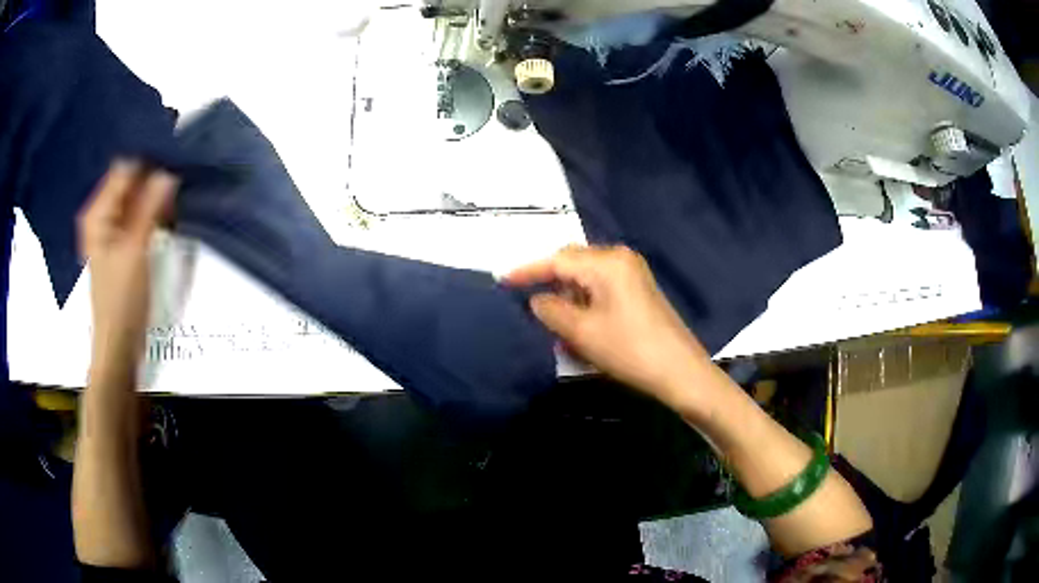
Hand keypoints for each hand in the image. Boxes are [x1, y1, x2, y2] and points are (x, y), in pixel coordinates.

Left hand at [78, 161, 176, 371]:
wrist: (118, 343)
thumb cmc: (122, 299)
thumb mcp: (135, 250)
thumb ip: (150, 208)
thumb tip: (168, 173)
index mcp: (97, 213)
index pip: (125, 169)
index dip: (148, 166)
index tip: (172, 169)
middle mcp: (101, 215)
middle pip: (130, 184)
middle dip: (152, 183)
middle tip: (175, 189)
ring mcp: (110, 231)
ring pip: (135, 201)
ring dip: (153, 200)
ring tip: (172, 206)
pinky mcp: (120, 244)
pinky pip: (137, 217)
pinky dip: (150, 215)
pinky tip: (164, 220)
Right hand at [503, 245, 710, 405]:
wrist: (680, 371)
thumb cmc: (628, 349)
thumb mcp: (581, 331)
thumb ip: (551, 310)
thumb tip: (537, 300)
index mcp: (606, 262)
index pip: (557, 260)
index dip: (528, 271)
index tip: (503, 281)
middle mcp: (620, 259)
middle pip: (573, 264)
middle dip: (550, 284)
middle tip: (529, 306)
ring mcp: (632, 274)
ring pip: (587, 279)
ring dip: (568, 299)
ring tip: (555, 327)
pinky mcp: (639, 292)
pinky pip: (602, 290)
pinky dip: (586, 305)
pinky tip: (579, 328)